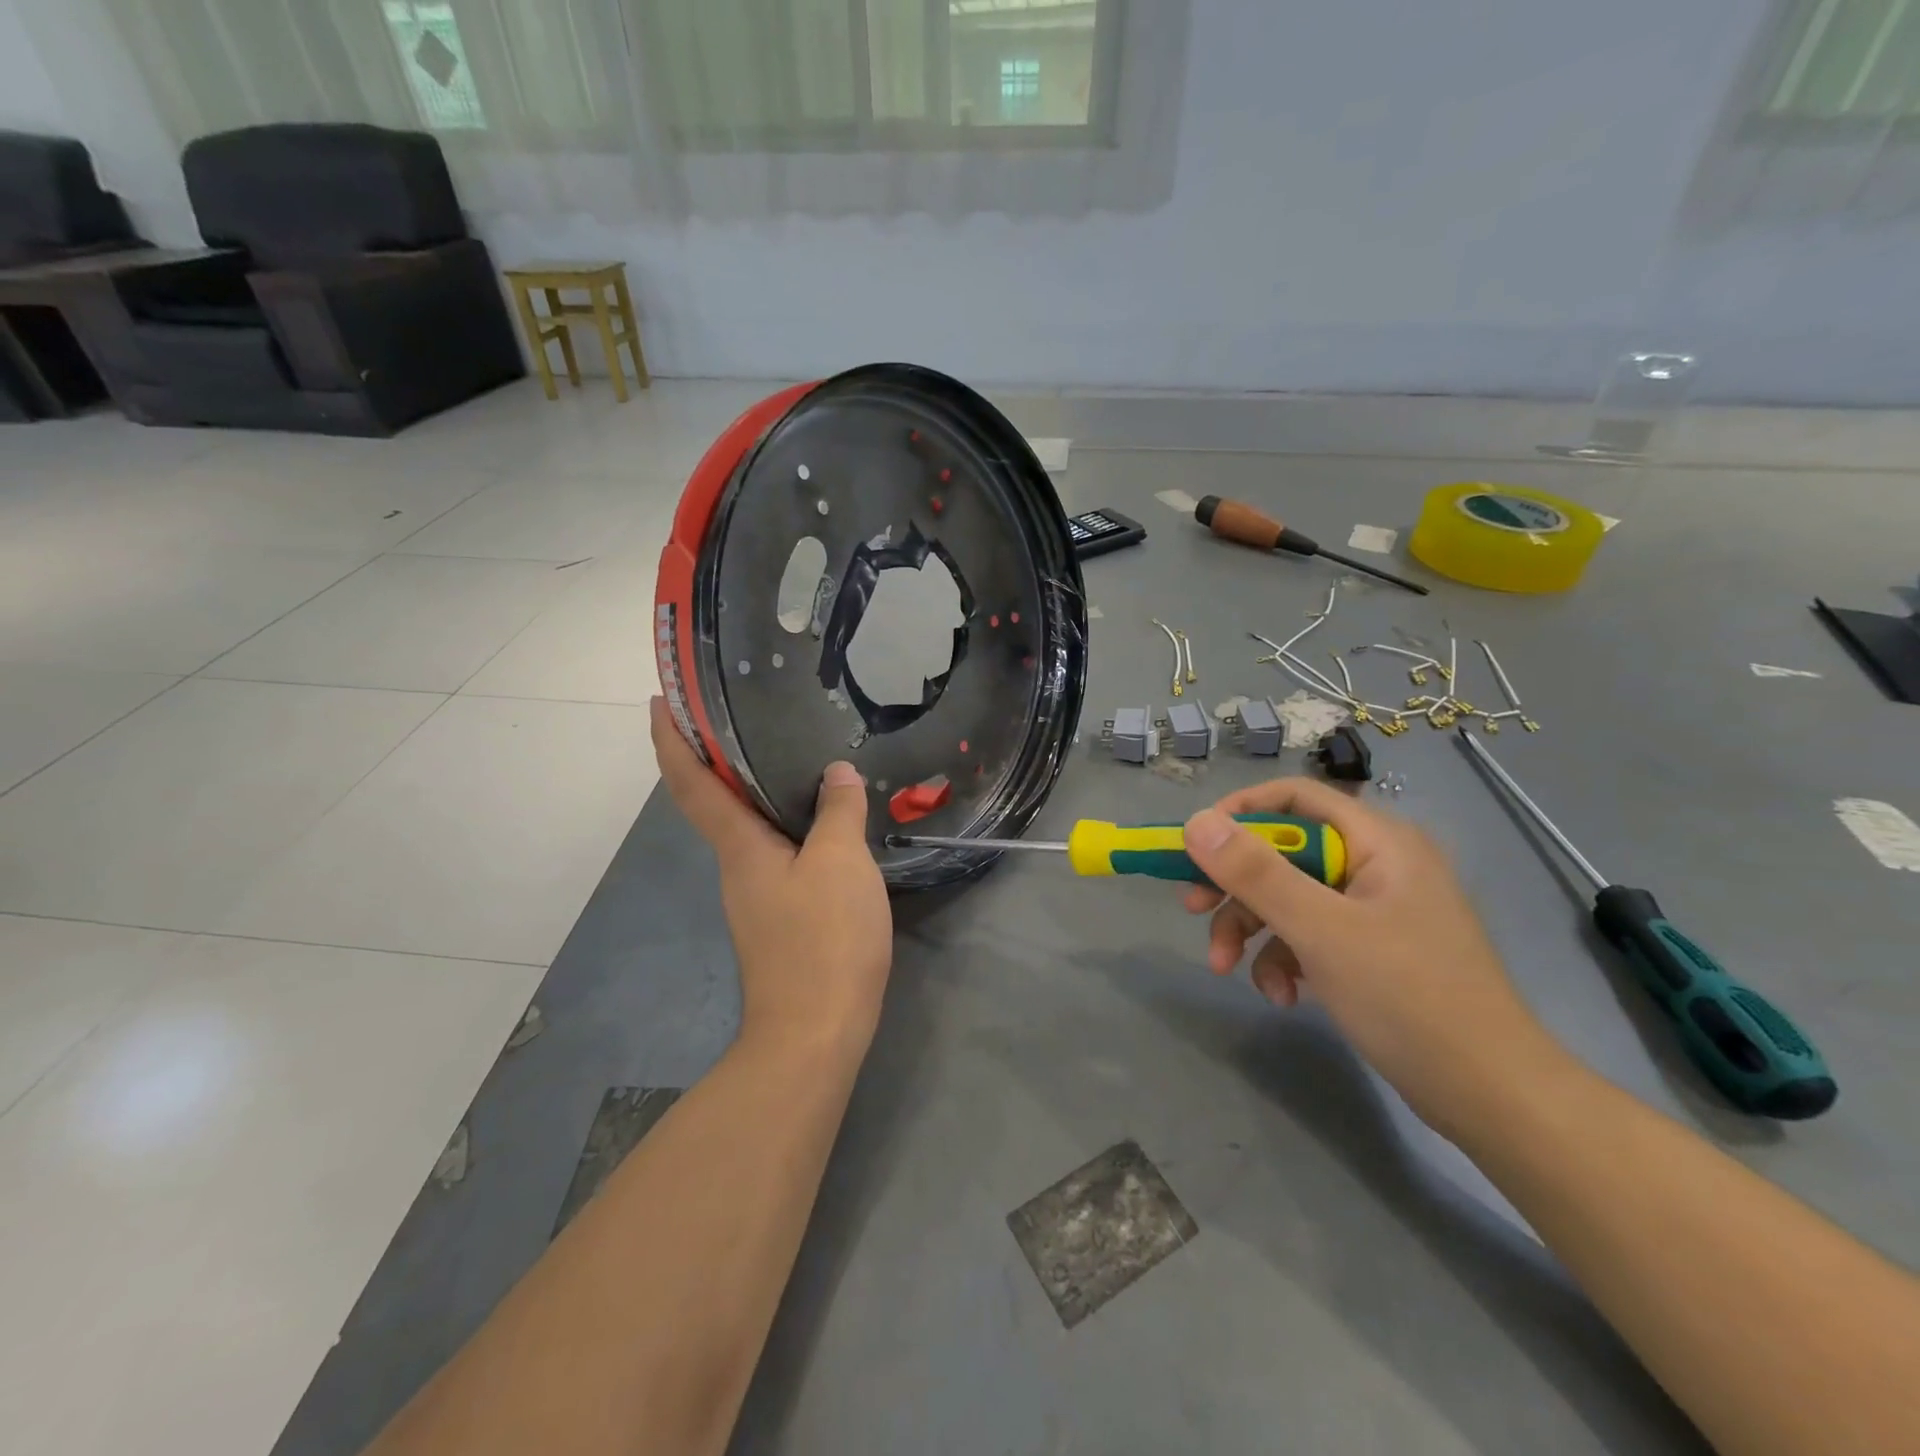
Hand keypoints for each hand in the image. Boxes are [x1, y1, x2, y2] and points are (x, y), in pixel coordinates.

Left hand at [651, 699, 893, 1057]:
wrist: (816, 1034)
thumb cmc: (823, 941)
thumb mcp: (840, 864)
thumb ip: (838, 812)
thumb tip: (836, 774)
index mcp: (739, 847)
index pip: (692, 783)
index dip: (671, 739)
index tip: (659, 700)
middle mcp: (737, 866)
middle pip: (714, 801)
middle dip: (714, 755)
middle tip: (740, 712)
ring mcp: (757, 895)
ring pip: (747, 827)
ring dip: (753, 789)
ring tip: (791, 755)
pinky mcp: (779, 916)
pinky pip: (775, 852)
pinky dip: (784, 822)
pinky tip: (819, 818)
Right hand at [1181, 778, 1569, 1134]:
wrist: (1492, 1097)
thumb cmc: (1408, 998)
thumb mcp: (1320, 931)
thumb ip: (1255, 873)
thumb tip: (1194, 822)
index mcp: (1379, 841)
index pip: (1296, 797)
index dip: (1240, 813)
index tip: (1195, 845)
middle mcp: (1376, 865)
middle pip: (1284, 852)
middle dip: (1235, 886)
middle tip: (1192, 908)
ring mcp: (1374, 910)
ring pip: (1288, 897)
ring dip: (1251, 930)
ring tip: (1228, 969)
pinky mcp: (1371, 951)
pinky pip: (1309, 936)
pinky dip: (1284, 960)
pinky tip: (1282, 996)